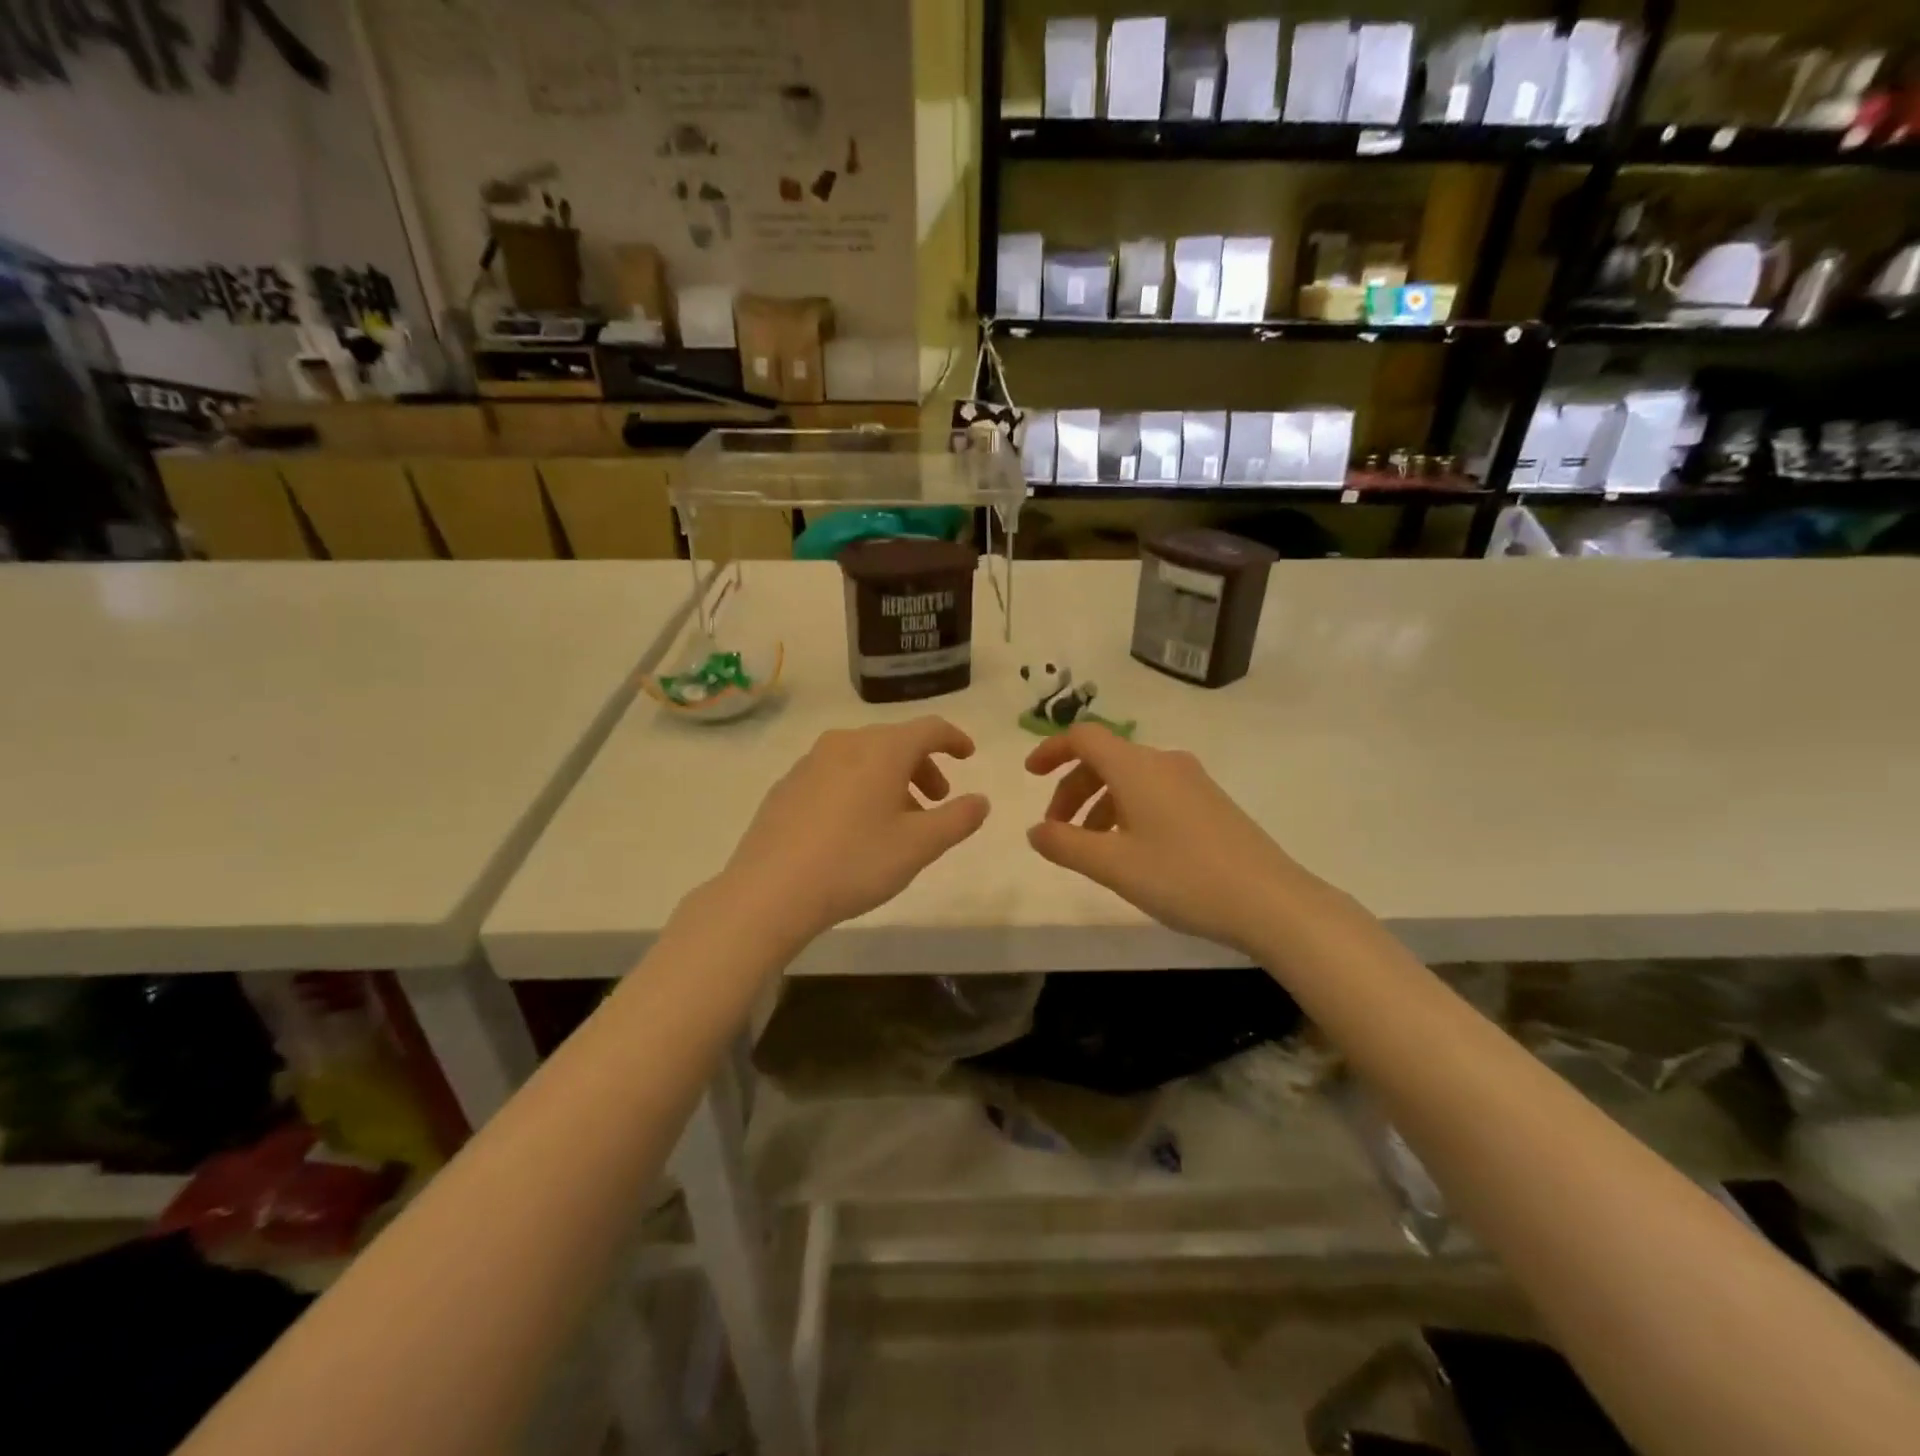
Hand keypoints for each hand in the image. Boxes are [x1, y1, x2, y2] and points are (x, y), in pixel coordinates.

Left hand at [718, 717, 988, 941]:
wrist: (770, 890)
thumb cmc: (855, 862)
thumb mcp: (920, 846)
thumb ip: (958, 819)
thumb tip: (980, 800)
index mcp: (882, 749)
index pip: (929, 729)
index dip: (953, 739)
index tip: (968, 754)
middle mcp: (845, 743)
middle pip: (895, 742)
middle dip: (922, 767)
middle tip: (937, 801)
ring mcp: (810, 762)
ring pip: (864, 759)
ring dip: (890, 780)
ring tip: (897, 820)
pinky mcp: (787, 785)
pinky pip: (835, 774)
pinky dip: (858, 788)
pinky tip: (854, 827)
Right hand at [1025, 724, 1310, 952]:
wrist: (1272, 901)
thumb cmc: (1184, 877)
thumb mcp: (1113, 865)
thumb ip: (1065, 844)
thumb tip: (1035, 830)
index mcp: (1137, 767)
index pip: (1084, 737)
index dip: (1052, 750)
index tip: (1030, 775)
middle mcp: (1164, 763)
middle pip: (1105, 759)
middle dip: (1072, 789)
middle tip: (1057, 830)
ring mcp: (1192, 781)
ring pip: (1130, 779)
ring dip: (1100, 804)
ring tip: (1091, 848)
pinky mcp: (1210, 803)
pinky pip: (1154, 793)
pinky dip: (1128, 811)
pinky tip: (1132, 851)